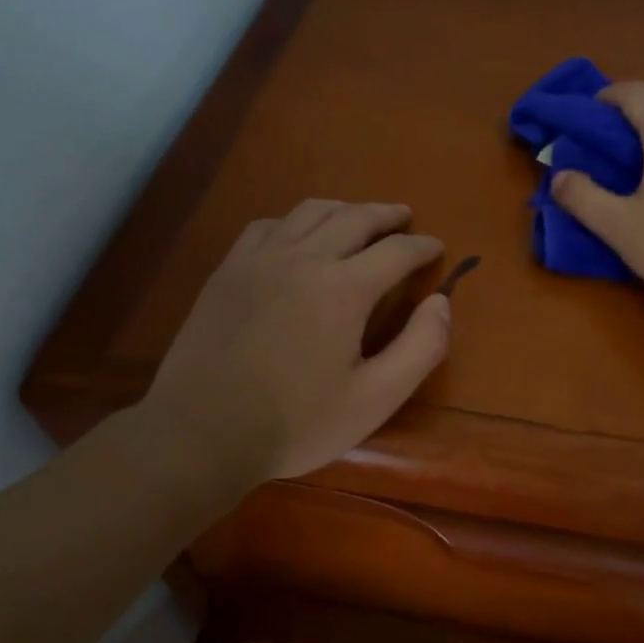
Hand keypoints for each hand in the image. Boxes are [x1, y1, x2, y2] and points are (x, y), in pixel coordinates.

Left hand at [138, 200, 449, 483]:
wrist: (202, 433)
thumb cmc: (296, 423)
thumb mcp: (375, 399)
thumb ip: (420, 348)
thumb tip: (441, 303)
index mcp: (344, 289)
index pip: (396, 250)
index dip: (423, 246)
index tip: (437, 247)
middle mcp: (304, 259)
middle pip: (354, 217)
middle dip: (386, 215)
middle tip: (404, 218)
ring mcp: (260, 260)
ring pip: (309, 212)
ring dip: (343, 209)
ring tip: (358, 218)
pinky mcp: (228, 271)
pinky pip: (268, 226)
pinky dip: (294, 222)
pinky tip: (297, 237)